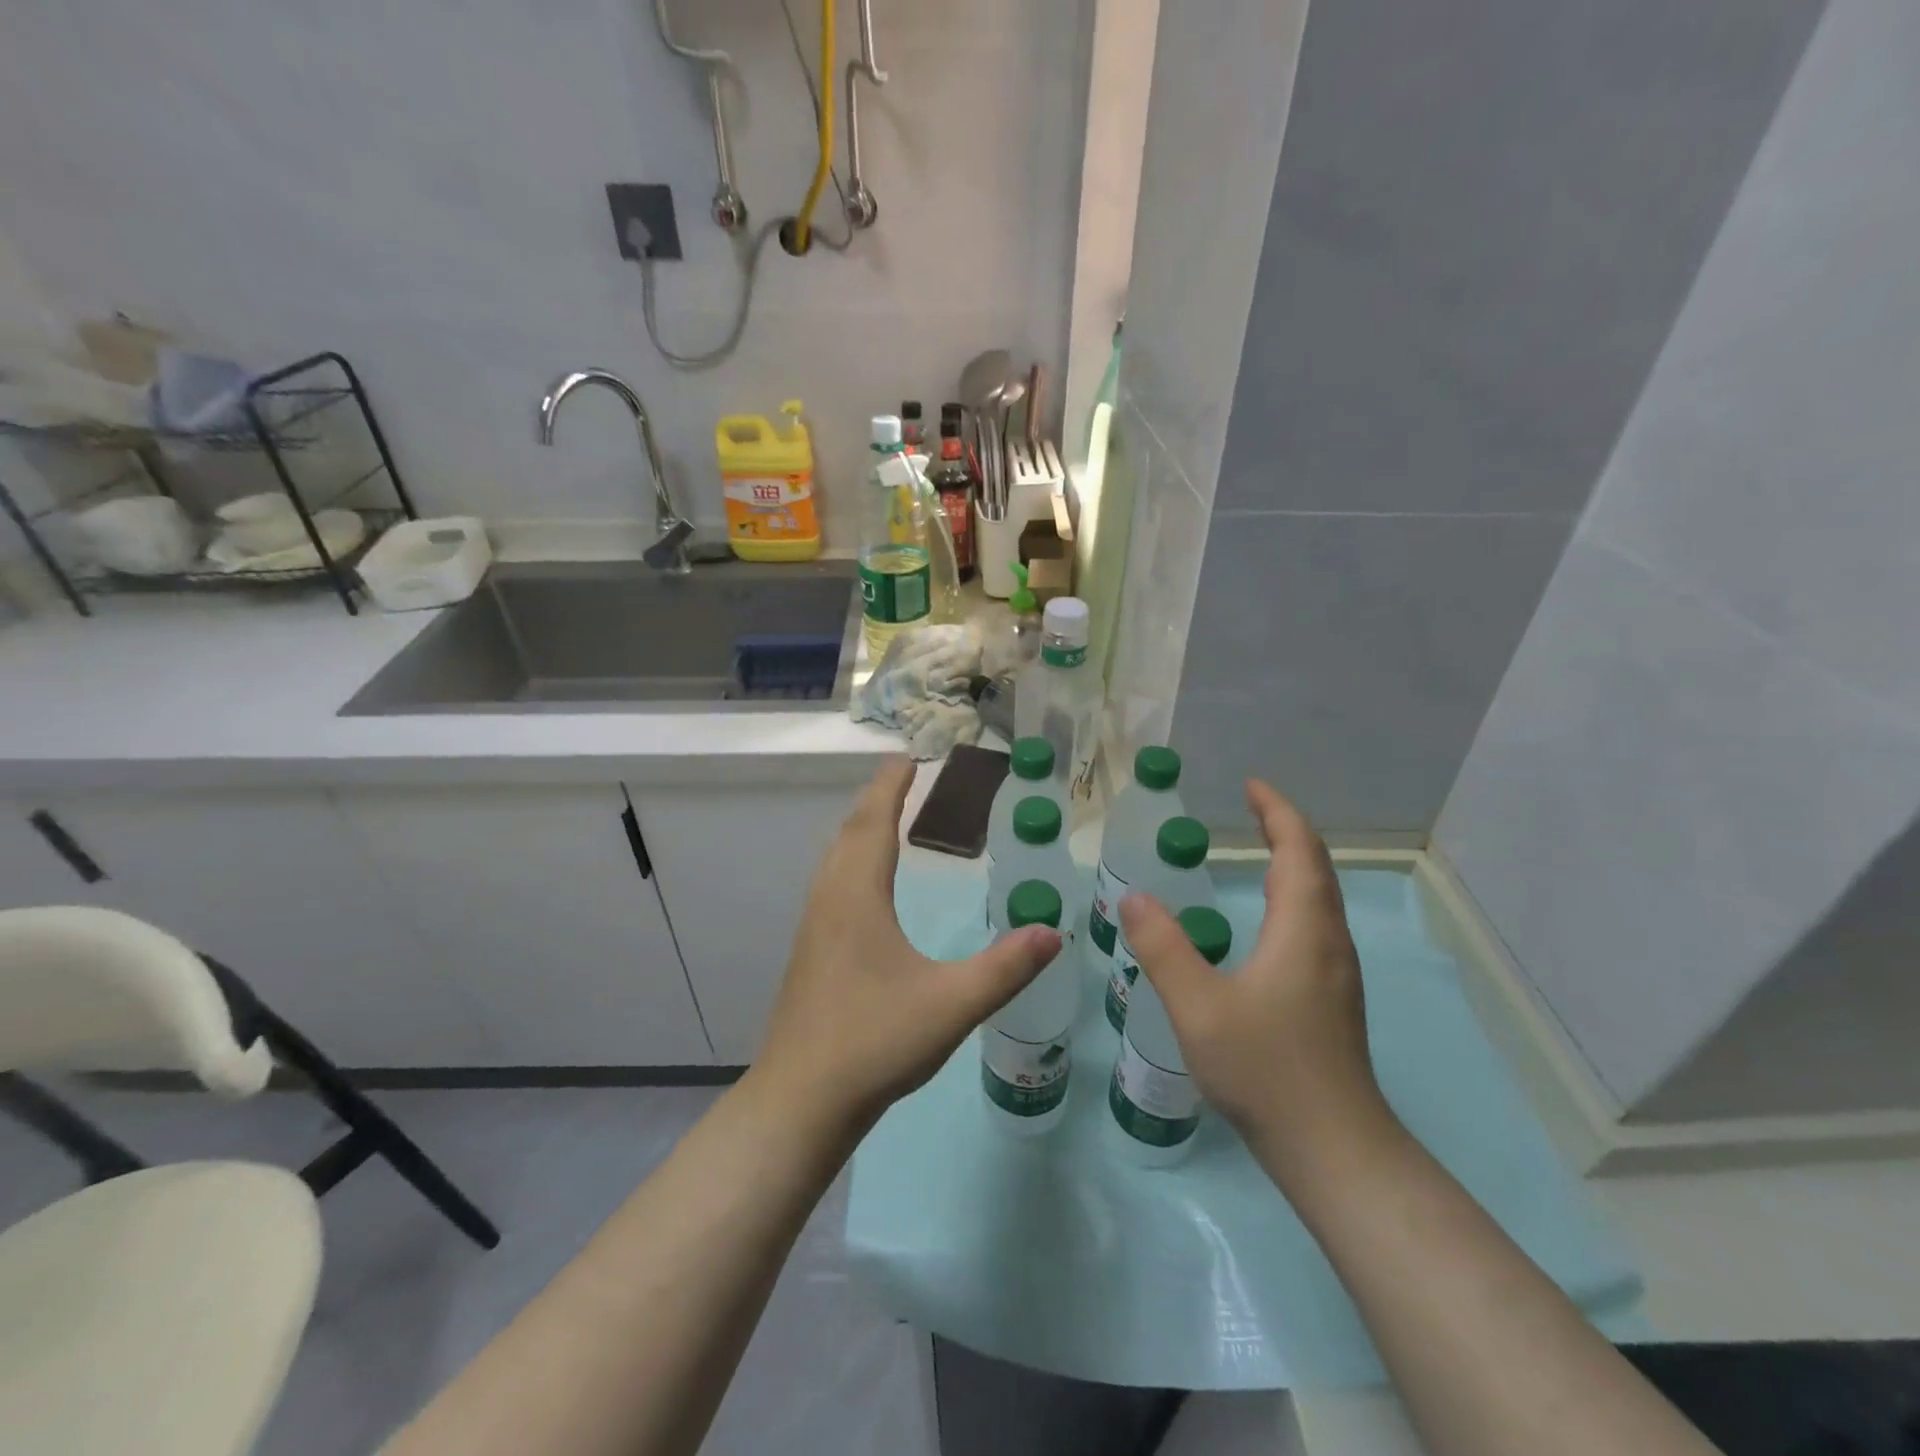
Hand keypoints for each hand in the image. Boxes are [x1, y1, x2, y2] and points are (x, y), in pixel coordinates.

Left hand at [751, 756, 1061, 1136]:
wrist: (800, 1101)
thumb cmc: (873, 1042)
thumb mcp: (950, 1004)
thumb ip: (1004, 968)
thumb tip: (1053, 932)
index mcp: (857, 896)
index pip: (874, 821)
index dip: (891, 786)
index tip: (909, 756)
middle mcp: (830, 899)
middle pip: (850, 831)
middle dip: (877, 799)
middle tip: (905, 776)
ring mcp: (815, 926)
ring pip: (835, 857)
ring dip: (860, 828)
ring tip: (887, 816)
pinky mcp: (811, 952)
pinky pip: (832, 882)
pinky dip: (851, 858)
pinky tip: (866, 884)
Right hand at [1117, 779, 1393, 1169]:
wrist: (1333, 1148)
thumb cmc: (1266, 1069)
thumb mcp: (1198, 1006)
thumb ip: (1163, 947)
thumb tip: (1134, 895)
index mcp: (1303, 929)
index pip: (1299, 849)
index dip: (1278, 811)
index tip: (1250, 785)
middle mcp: (1328, 941)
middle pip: (1317, 867)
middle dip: (1287, 829)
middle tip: (1251, 807)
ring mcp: (1335, 971)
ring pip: (1321, 896)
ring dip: (1295, 860)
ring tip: (1259, 848)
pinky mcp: (1332, 997)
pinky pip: (1316, 922)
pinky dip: (1295, 893)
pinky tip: (1267, 918)